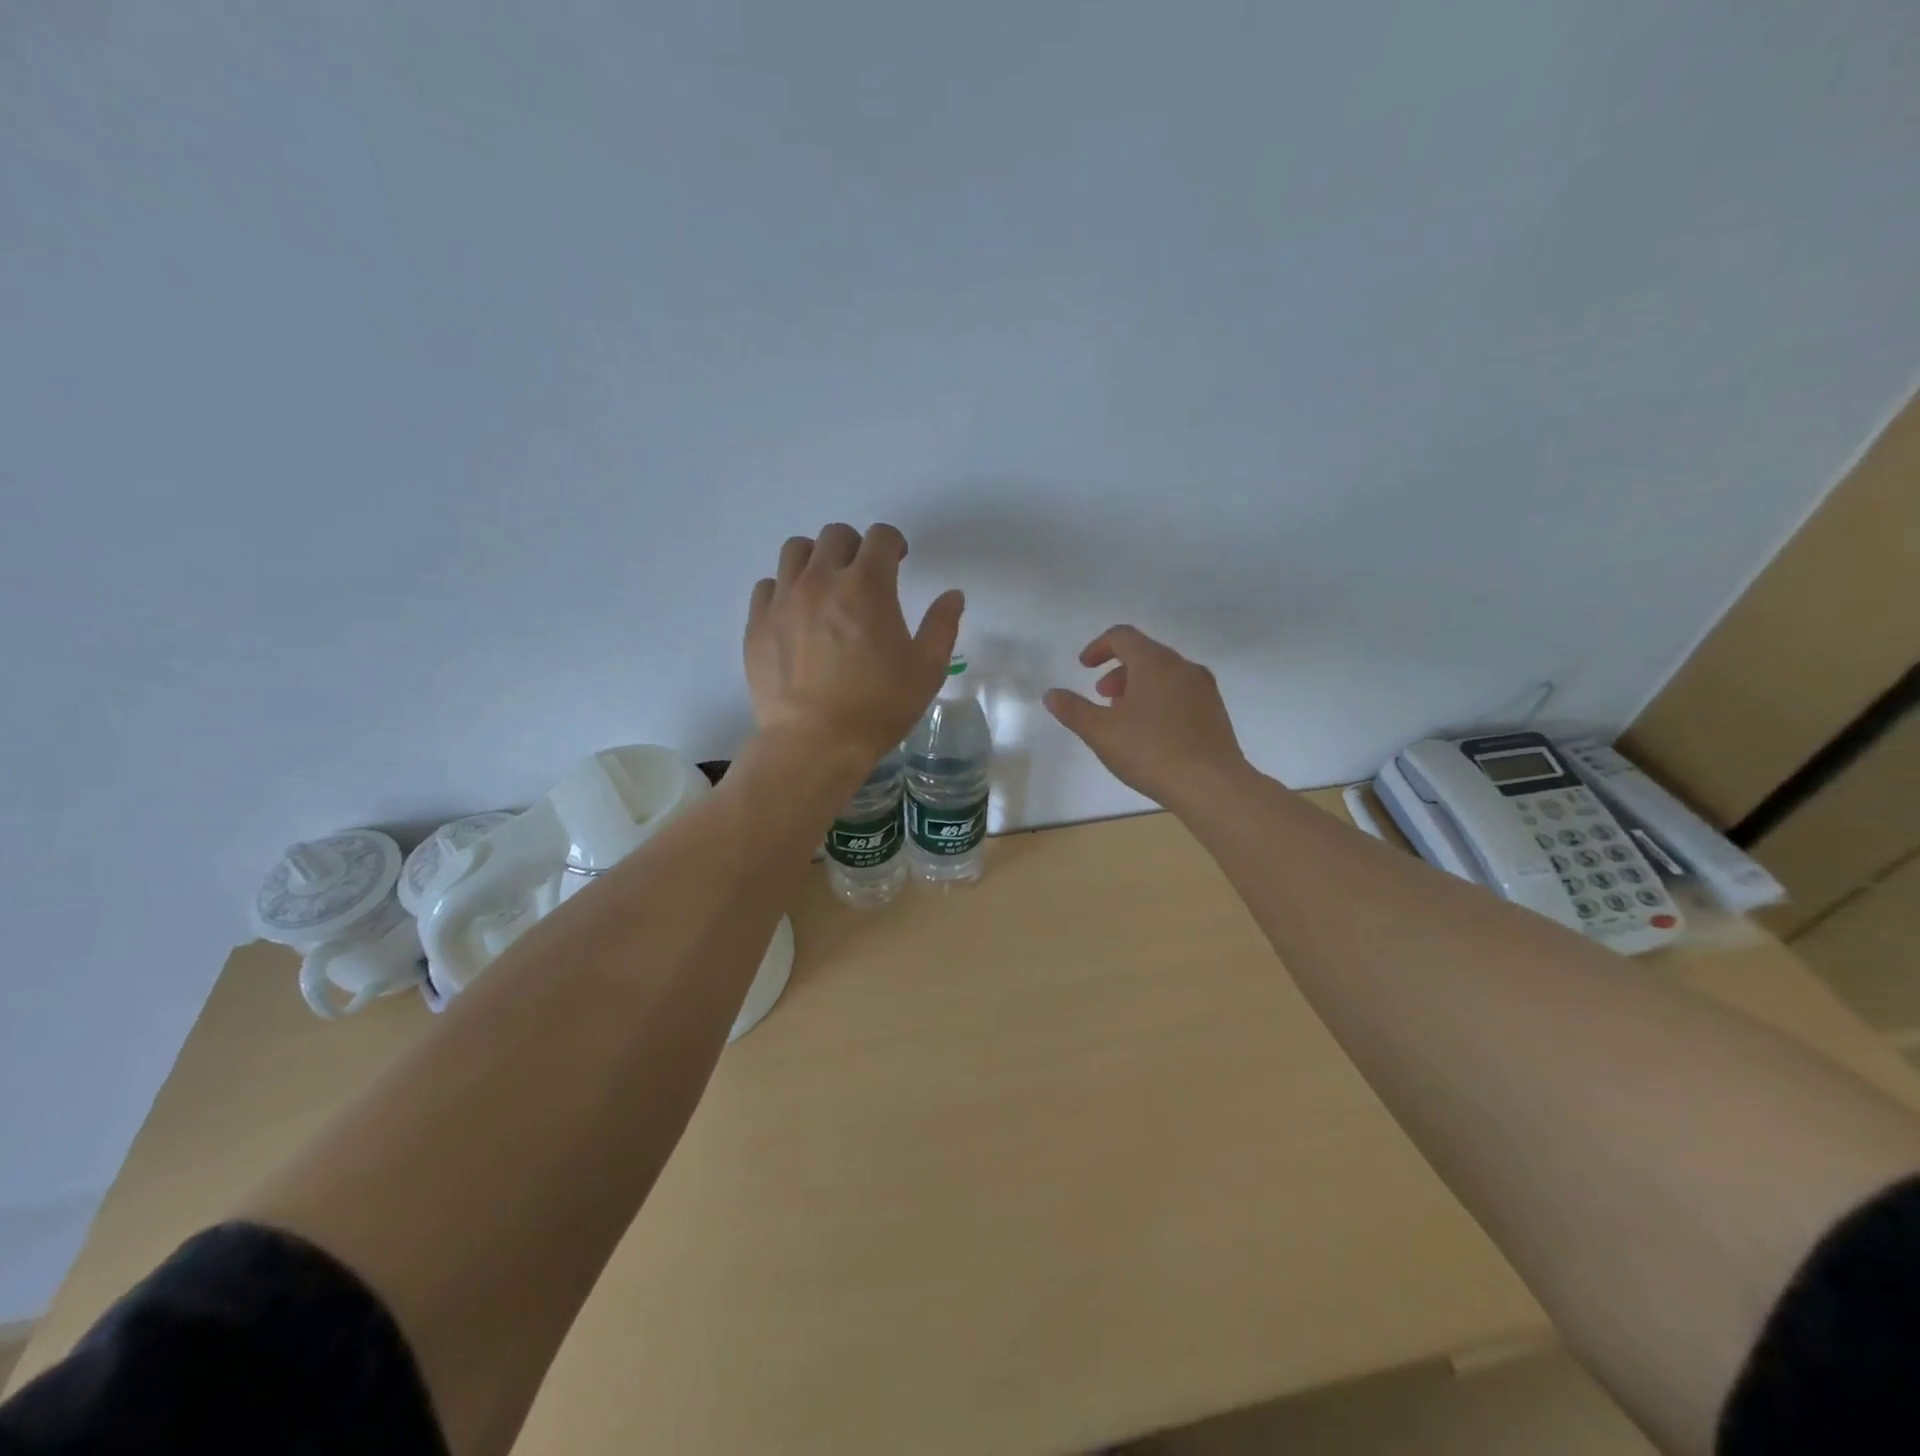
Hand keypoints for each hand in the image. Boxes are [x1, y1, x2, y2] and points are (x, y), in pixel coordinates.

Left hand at [745, 523, 964, 763]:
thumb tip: (952, 595)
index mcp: (867, 586)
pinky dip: (784, 589)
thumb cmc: (878, 707)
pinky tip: (795, 614)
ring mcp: (784, 600)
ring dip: (816, 559)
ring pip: (795, 551)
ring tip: (826, 588)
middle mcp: (821, 580)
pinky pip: (768, 586)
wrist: (814, 742)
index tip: (899, 561)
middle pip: (835, 535)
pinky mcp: (758, 623)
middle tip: (864, 576)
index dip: (894, 543)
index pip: (880, 536)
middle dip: (855, 547)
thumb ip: (942, 626)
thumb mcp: (926, 670)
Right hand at [1044, 625, 1247, 807]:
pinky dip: (1159, 700)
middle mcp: (1183, 667)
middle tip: (1102, 697)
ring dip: (1138, 687)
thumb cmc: (1151, 752)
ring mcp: (1204, 689)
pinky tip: (1152, 734)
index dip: (1098, 647)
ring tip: (1124, 718)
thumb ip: (1073, 710)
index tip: (1084, 667)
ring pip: (1165, 675)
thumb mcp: (1101, 732)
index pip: (1123, 636)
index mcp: (1155, 663)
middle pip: (1145, 654)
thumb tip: (1052, 694)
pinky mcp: (1216, 713)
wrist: (1212, 786)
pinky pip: (1181, 694)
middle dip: (1118, 671)